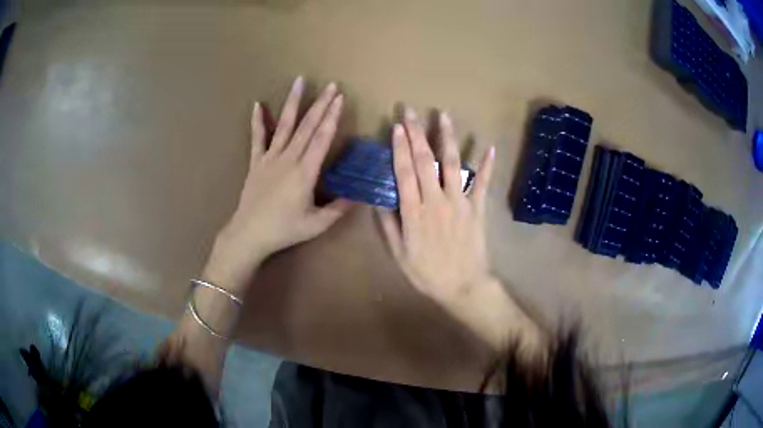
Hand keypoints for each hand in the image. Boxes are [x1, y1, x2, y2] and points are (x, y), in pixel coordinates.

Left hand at [204, 77, 351, 292]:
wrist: (249, 234)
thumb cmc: (284, 229)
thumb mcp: (316, 224)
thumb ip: (338, 209)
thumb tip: (358, 197)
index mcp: (305, 172)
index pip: (322, 138)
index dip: (332, 117)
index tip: (340, 99)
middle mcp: (288, 158)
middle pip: (307, 126)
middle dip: (321, 104)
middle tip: (332, 85)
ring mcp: (270, 158)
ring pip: (284, 125)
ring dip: (293, 102)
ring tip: (299, 81)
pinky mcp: (256, 162)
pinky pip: (257, 138)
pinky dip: (257, 121)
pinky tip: (257, 104)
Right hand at [378, 107, 495, 305]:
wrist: (463, 286)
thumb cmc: (427, 273)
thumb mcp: (399, 254)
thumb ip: (388, 225)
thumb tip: (377, 199)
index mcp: (414, 212)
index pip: (404, 172)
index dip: (400, 148)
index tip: (396, 127)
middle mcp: (436, 200)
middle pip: (425, 161)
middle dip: (416, 133)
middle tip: (410, 112)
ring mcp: (459, 202)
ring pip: (452, 164)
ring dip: (447, 138)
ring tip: (443, 115)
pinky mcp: (477, 208)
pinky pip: (482, 183)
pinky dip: (487, 165)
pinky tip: (489, 146)